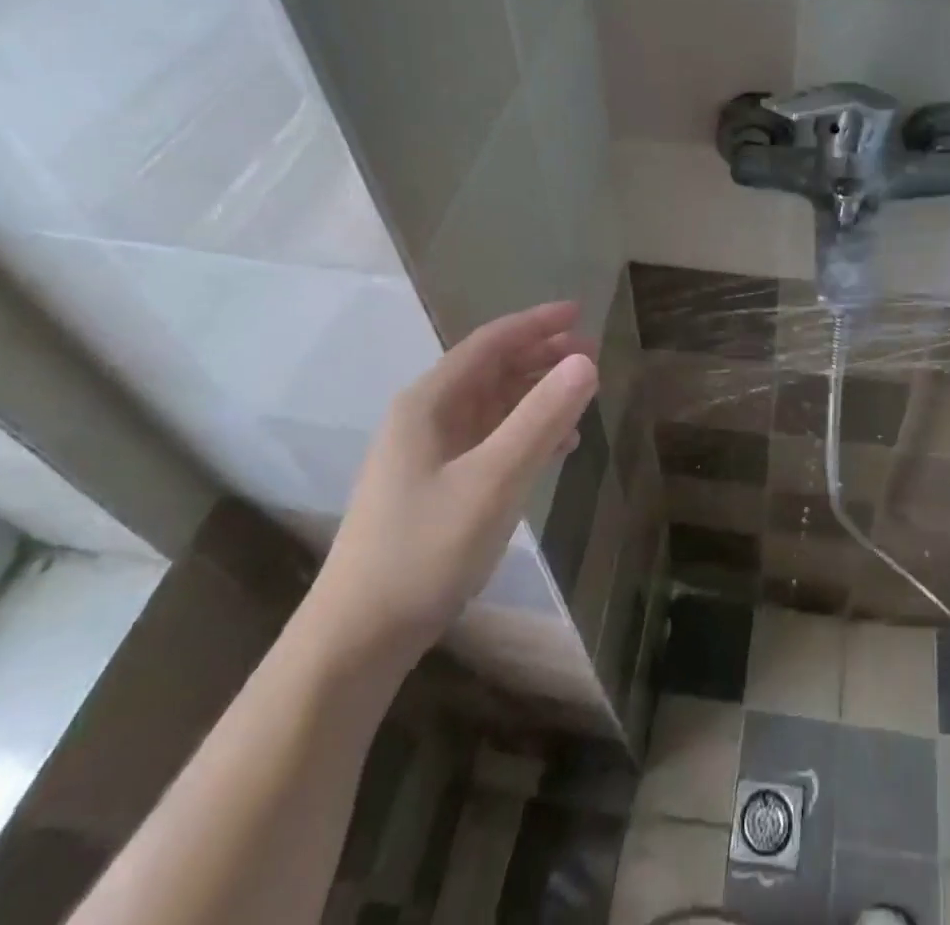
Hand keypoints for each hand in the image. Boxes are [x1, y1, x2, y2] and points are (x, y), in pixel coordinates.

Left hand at [304, 302, 598, 675]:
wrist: (359, 637)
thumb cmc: (425, 549)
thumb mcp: (493, 481)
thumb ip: (541, 418)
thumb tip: (585, 361)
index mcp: (429, 403)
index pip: (490, 343)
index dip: (536, 323)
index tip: (580, 312)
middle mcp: (426, 417)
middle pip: (491, 369)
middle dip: (540, 356)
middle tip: (591, 353)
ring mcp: (428, 453)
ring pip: (493, 405)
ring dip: (536, 393)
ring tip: (581, 393)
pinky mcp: (436, 484)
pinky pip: (490, 439)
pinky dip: (526, 432)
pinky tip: (556, 446)